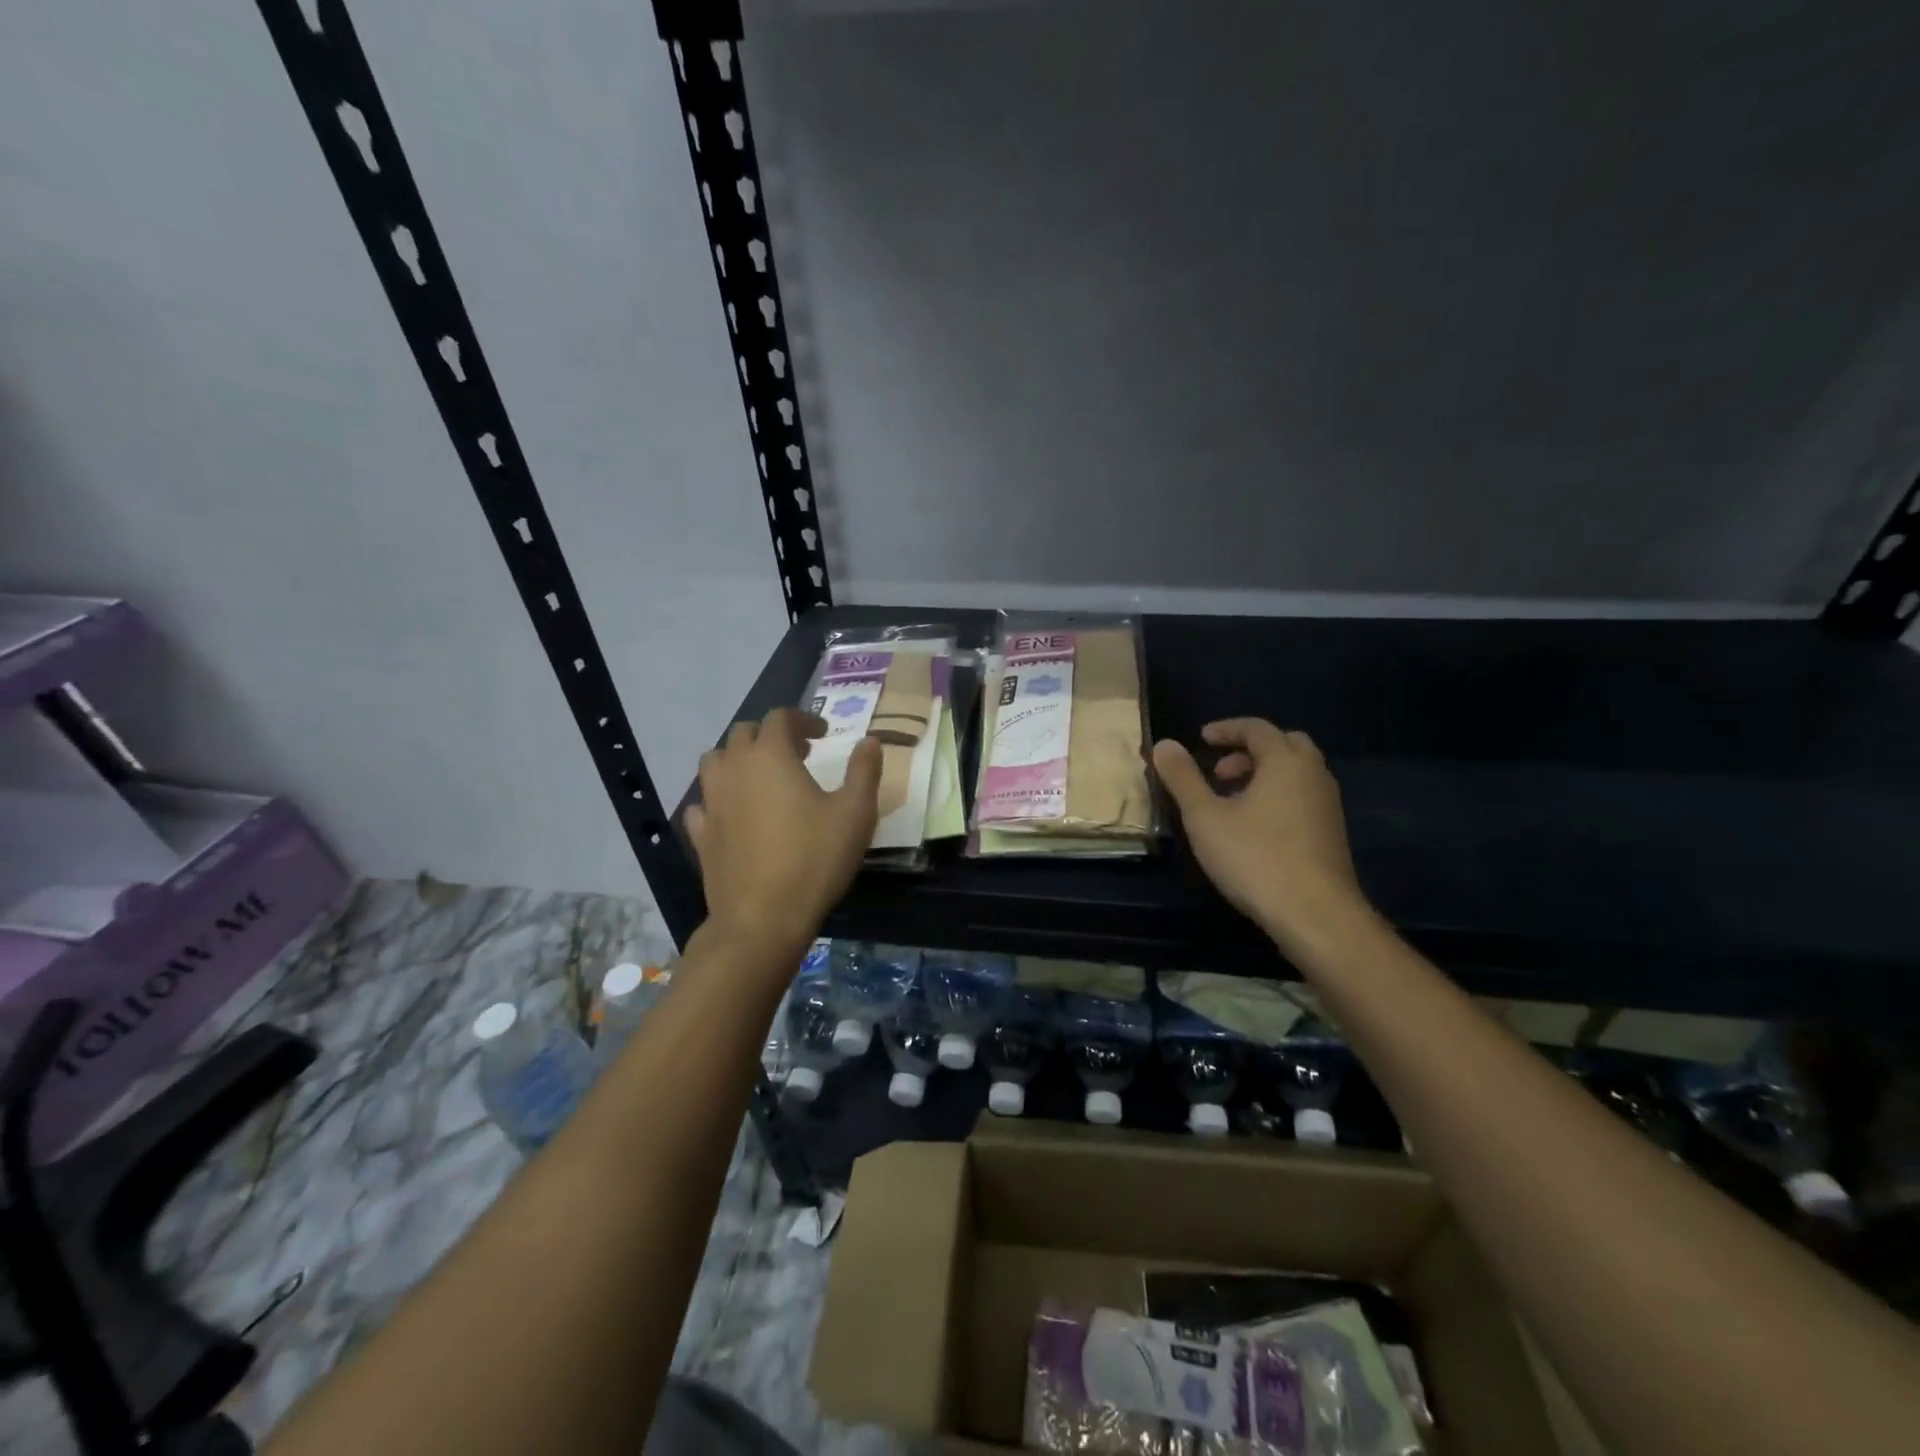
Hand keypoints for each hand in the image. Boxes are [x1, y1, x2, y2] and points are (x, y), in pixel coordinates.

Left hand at [683, 708, 880, 961]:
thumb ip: (864, 771)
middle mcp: (734, 769)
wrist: (763, 919)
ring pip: (715, 762)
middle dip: (770, 735)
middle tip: (798, 754)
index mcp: (771, 756)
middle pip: (743, 733)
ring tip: (762, 777)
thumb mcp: (856, 813)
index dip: (803, 718)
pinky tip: (733, 813)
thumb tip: (870, 741)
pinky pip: (702, 802)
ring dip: (738, 759)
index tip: (823, 734)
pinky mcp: (700, 834)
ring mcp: (711, 802)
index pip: (780, 718)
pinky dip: (718, 798)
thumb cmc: (815, 859)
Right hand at [1152, 719, 1371, 954]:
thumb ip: (1183, 778)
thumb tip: (1164, 745)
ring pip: (1296, 772)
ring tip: (1230, 800)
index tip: (1201, 739)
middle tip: (1219, 771)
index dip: (1226, 729)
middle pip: (1284, 744)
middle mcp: (1313, 775)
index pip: (1257, 728)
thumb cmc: (1255, 858)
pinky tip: (1254, 827)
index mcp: (1285, 762)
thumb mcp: (1205, 817)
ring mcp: (1328, 805)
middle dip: (1249, 750)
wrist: (1315, 914)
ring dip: (1263, 774)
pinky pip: (1302, 796)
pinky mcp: (1331, 832)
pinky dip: (1277, 795)